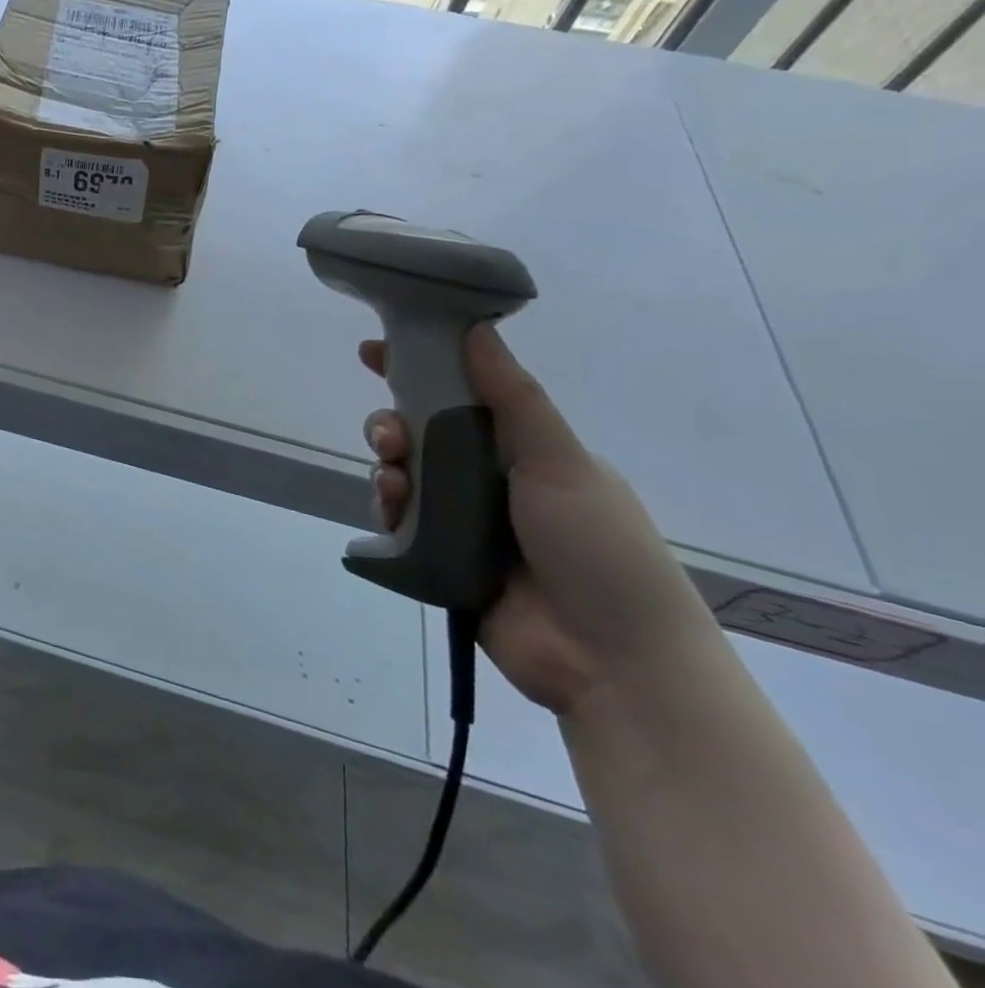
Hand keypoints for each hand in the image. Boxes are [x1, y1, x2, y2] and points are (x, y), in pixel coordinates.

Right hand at [359, 326, 716, 717]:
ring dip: (388, 467)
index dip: (419, 369)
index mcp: (524, 450)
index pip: (464, 395)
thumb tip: (476, 326)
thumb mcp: (561, 461)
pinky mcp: (439, 560)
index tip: (374, 351)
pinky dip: (387, 508)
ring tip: (392, 479)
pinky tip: (390, 509)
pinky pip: (398, 521)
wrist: (612, 660)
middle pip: (423, 434)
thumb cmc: (597, 547)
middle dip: (394, 424)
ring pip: (404, 475)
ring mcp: (463, 522)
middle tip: (389, 434)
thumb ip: (512, 396)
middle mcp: (490, 480)